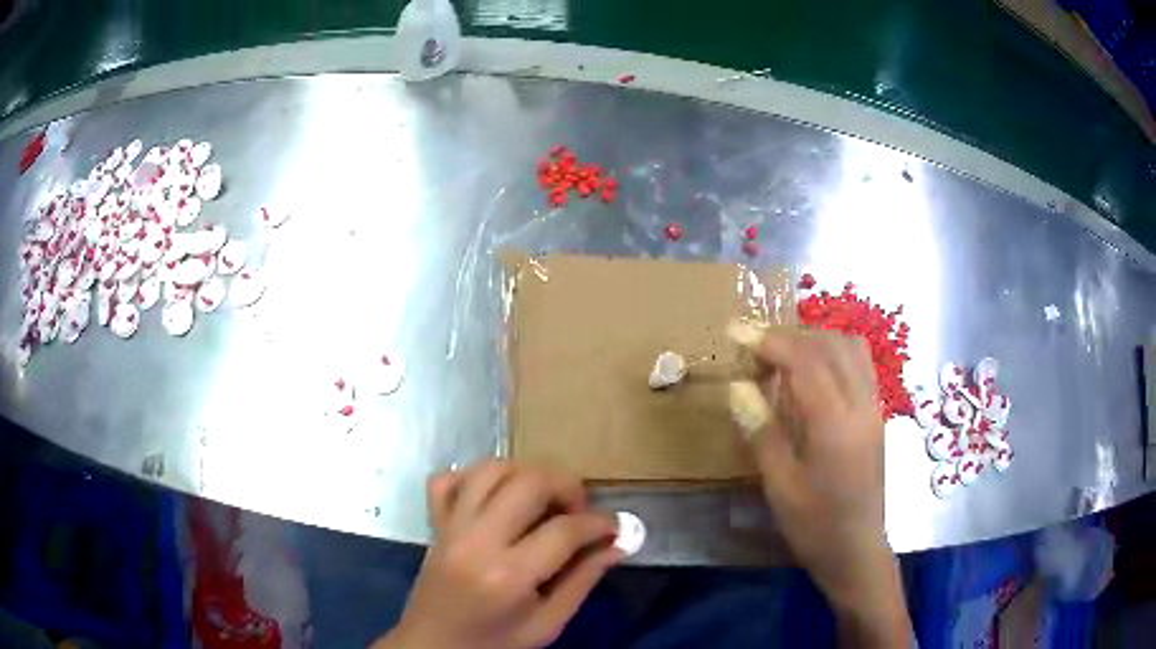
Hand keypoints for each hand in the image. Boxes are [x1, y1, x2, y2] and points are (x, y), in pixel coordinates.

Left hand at [374, 461, 622, 648]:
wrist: (434, 646)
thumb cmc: (495, 643)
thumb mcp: (548, 625)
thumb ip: (583, 581)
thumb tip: (618, 543)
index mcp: (508, 576)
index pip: (564, 530)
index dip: (600, 522)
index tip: (615, 526)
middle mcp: (477, 540)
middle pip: (529, 482)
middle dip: (567, 486)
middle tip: (578, 511)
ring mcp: (450, 527)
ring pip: (491, 469)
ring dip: (526, 474)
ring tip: (543, 500)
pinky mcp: (434, 524)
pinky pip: (448, 479)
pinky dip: (475, 477)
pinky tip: (496, 496)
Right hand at [729, 323, 909, 644]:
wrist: (857, 550)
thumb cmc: (815, 526)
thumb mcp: (780, 486)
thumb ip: (762, 431)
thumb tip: (738, 386)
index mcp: (835, 424)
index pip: (805, 360)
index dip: (769, 340)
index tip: (735, 332)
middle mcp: (861, 405)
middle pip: (830, 344)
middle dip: (789, 336)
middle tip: (754, 350)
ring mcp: (874, 407)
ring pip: (850, 348)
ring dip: (814, 340)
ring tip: (782, 357)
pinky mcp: (876, 414)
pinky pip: (859, 364)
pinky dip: (833, 353)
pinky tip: (813, 375)